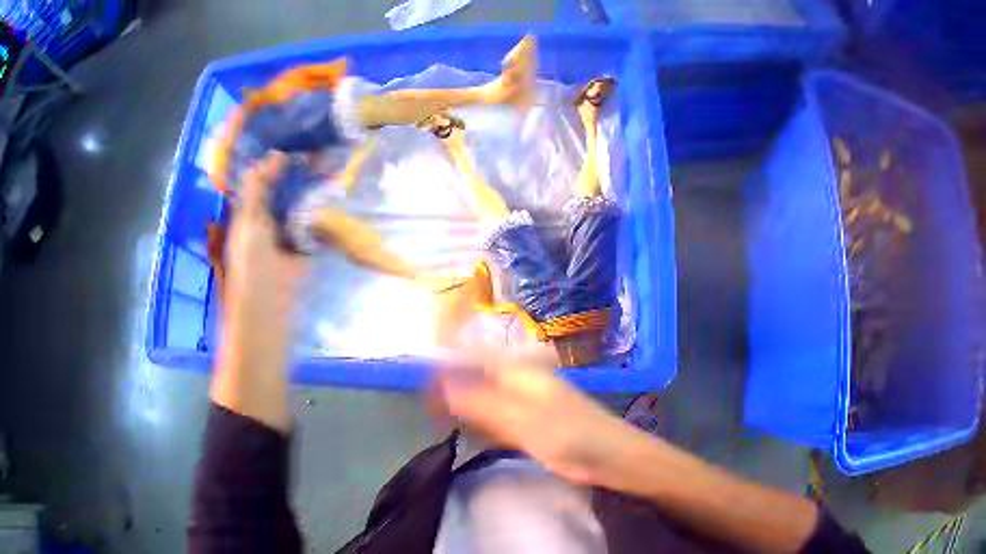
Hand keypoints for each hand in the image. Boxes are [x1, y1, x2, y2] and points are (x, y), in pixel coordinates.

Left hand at [213, 152, 307, 430]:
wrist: (267, 318)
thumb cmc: (251, 271)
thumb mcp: (248, 225)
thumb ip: (257, 191)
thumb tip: (272, 156)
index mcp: (245, 215)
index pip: (257, 180)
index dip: (270, 160)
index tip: (291, 136)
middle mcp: (262, 222)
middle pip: (279, 190)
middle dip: (295, 170)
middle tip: (317, 146)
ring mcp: (282, 238)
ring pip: (296, 205)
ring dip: (310, 188)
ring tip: (329, 163)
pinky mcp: (300, 253)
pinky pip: (310, 227)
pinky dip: (320, 213)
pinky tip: (334, 195)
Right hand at [432, 357, 656, 489]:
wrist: (613, 457)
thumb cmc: (572, 436)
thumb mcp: (522, 421)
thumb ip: (481, 403)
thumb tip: (440, 383)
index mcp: (519, 371)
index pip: (472, 354)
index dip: (445, 359)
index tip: (419, 377)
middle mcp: (520, 380)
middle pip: (477, 375)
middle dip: (450, 387)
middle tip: (427, 408)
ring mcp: (526, 401)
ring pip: (485, 397)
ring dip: (464, 407)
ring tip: (439, 420)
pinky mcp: (531, 422)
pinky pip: (498, 417)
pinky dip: (481, 423)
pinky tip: (469, 432)